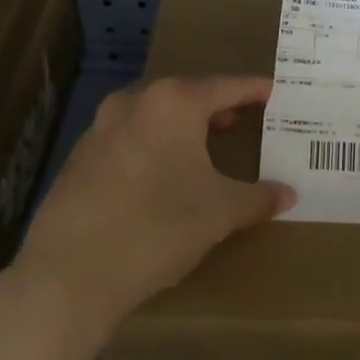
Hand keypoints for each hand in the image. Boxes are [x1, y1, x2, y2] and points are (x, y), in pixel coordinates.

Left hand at [13, 76, 295, 338]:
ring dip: (179, 126)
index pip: (225, 86)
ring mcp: (100, 128)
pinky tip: (159, 176)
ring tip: (201, 148)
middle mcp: (134, 102)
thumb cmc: (158, 227)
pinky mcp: (79, 158)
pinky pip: (127, 139)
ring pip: (152, 115)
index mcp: (173, 102)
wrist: (71, 274)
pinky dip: (151, 146)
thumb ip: (258, 198)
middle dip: (213, 106)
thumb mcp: (220, 212)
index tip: (273, 91)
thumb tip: (288, 195)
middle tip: (239, 120)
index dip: (253, 90)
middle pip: (185, 94)